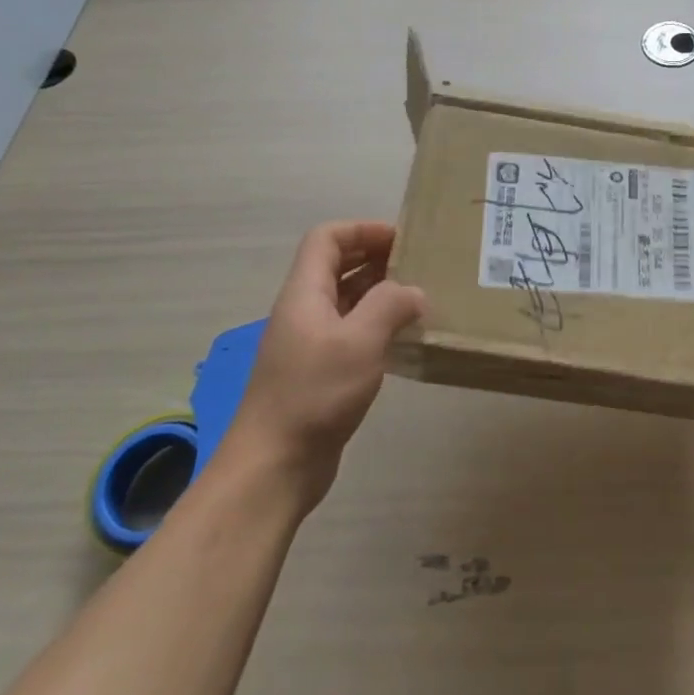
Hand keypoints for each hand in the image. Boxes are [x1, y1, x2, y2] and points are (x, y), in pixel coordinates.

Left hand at [216, 221, 425, 512]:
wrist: (274, 465)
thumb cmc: (315, 394)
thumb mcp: (360, 341)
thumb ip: (390, 305)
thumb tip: (414, 291)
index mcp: (305, 293)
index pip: (328, 238)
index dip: (363, 229)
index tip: (403, 239)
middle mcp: (304, 310)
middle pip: (336, 265)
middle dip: (376, 257)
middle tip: (419, 265)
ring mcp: (309, 342)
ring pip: (345, 300)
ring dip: (379, 292)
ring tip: (419, 297)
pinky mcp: (319, 372)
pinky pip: (350, 332)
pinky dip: (376, 325)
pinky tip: (403, 338)